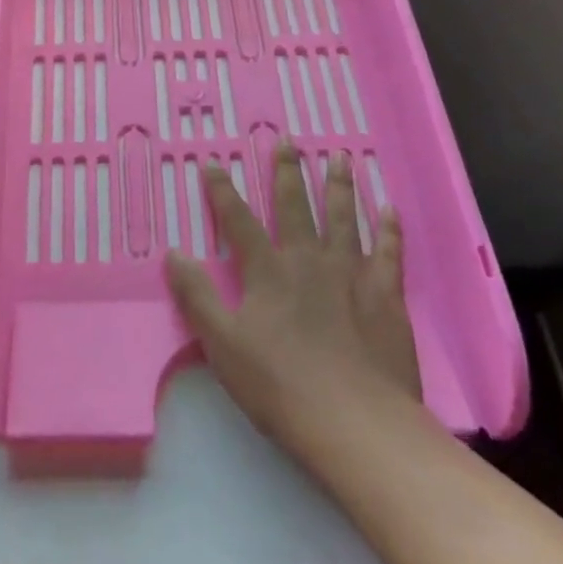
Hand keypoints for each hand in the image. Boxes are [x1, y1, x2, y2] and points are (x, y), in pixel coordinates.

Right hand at [164, 144, 423, 466]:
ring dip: (339, 186)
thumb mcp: (223, 345)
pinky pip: (389, 252)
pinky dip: (389, 229)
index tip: (214, 163)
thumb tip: (173, 253)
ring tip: (340, 156)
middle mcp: (308, 260)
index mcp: (267, 271)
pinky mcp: (385, 296)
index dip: (223, 192)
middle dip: (288, 172)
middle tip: (288, 141)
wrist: (356, 422)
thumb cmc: (280, 386)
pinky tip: (389, 208)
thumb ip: (197, 297)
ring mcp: (351, 274)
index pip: (238, 222)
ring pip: (343, 218)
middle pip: (295, 207)